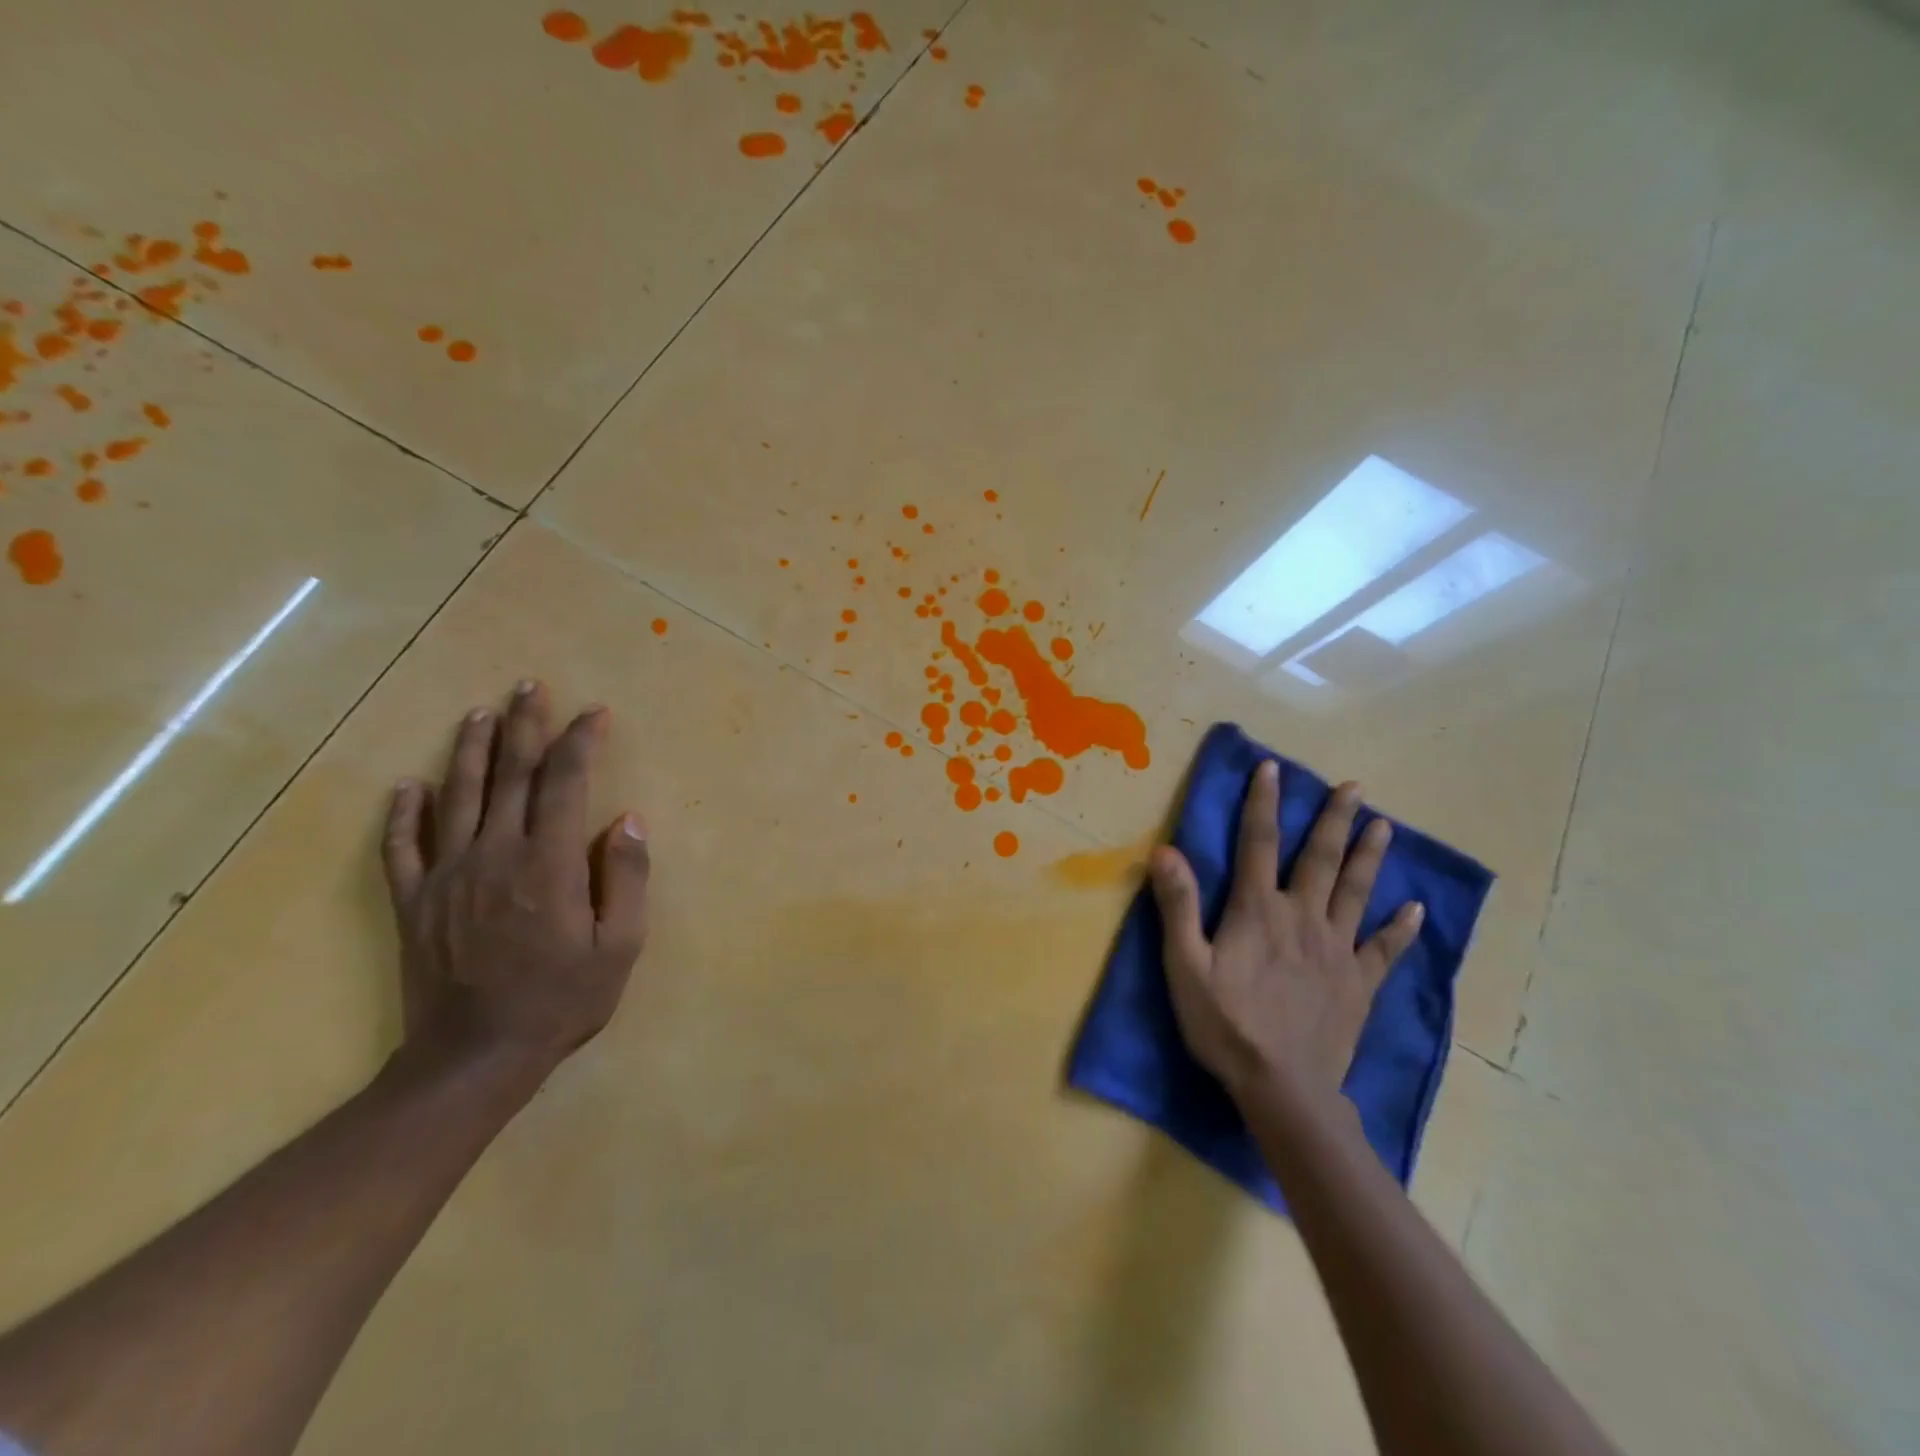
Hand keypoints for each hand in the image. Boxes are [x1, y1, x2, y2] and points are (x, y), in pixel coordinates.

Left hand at [381, 681, 649, 1084]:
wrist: (474, 1058)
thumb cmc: (561, 1000)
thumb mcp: (619, 946)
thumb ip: (627, 878)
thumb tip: (629, 820)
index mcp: (548, 862)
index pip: (564, 782)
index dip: (579, 742)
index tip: (594, 713)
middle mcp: (495, 854)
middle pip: (508, 774)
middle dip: (523, 726)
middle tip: (529, 687)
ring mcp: (447, 875)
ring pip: (455, 796)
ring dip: (468, 750)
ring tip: (479, 713)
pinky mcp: (414, 902)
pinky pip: (402, 847)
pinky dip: (403, 813)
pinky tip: (407, 786)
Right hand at [1149, 760, 1422, 1109]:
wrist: (1283, 1087)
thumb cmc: (1225, 1024)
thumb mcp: (1185, 965)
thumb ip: (1178, 906)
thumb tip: (1165, 850)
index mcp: (1258, 910)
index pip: (1259, 843)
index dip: (1264, 803)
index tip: (1273, 768)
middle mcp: (1302, 918)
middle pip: (1321, 858)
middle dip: (1335, 819)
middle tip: (1354, 787)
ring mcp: (1337, 950)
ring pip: (1357, 892)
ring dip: (1370, 855)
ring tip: (1384, 824)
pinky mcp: (1359, 983)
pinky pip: (1385, 949)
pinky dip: (1401, 928)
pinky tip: (1416, 910)